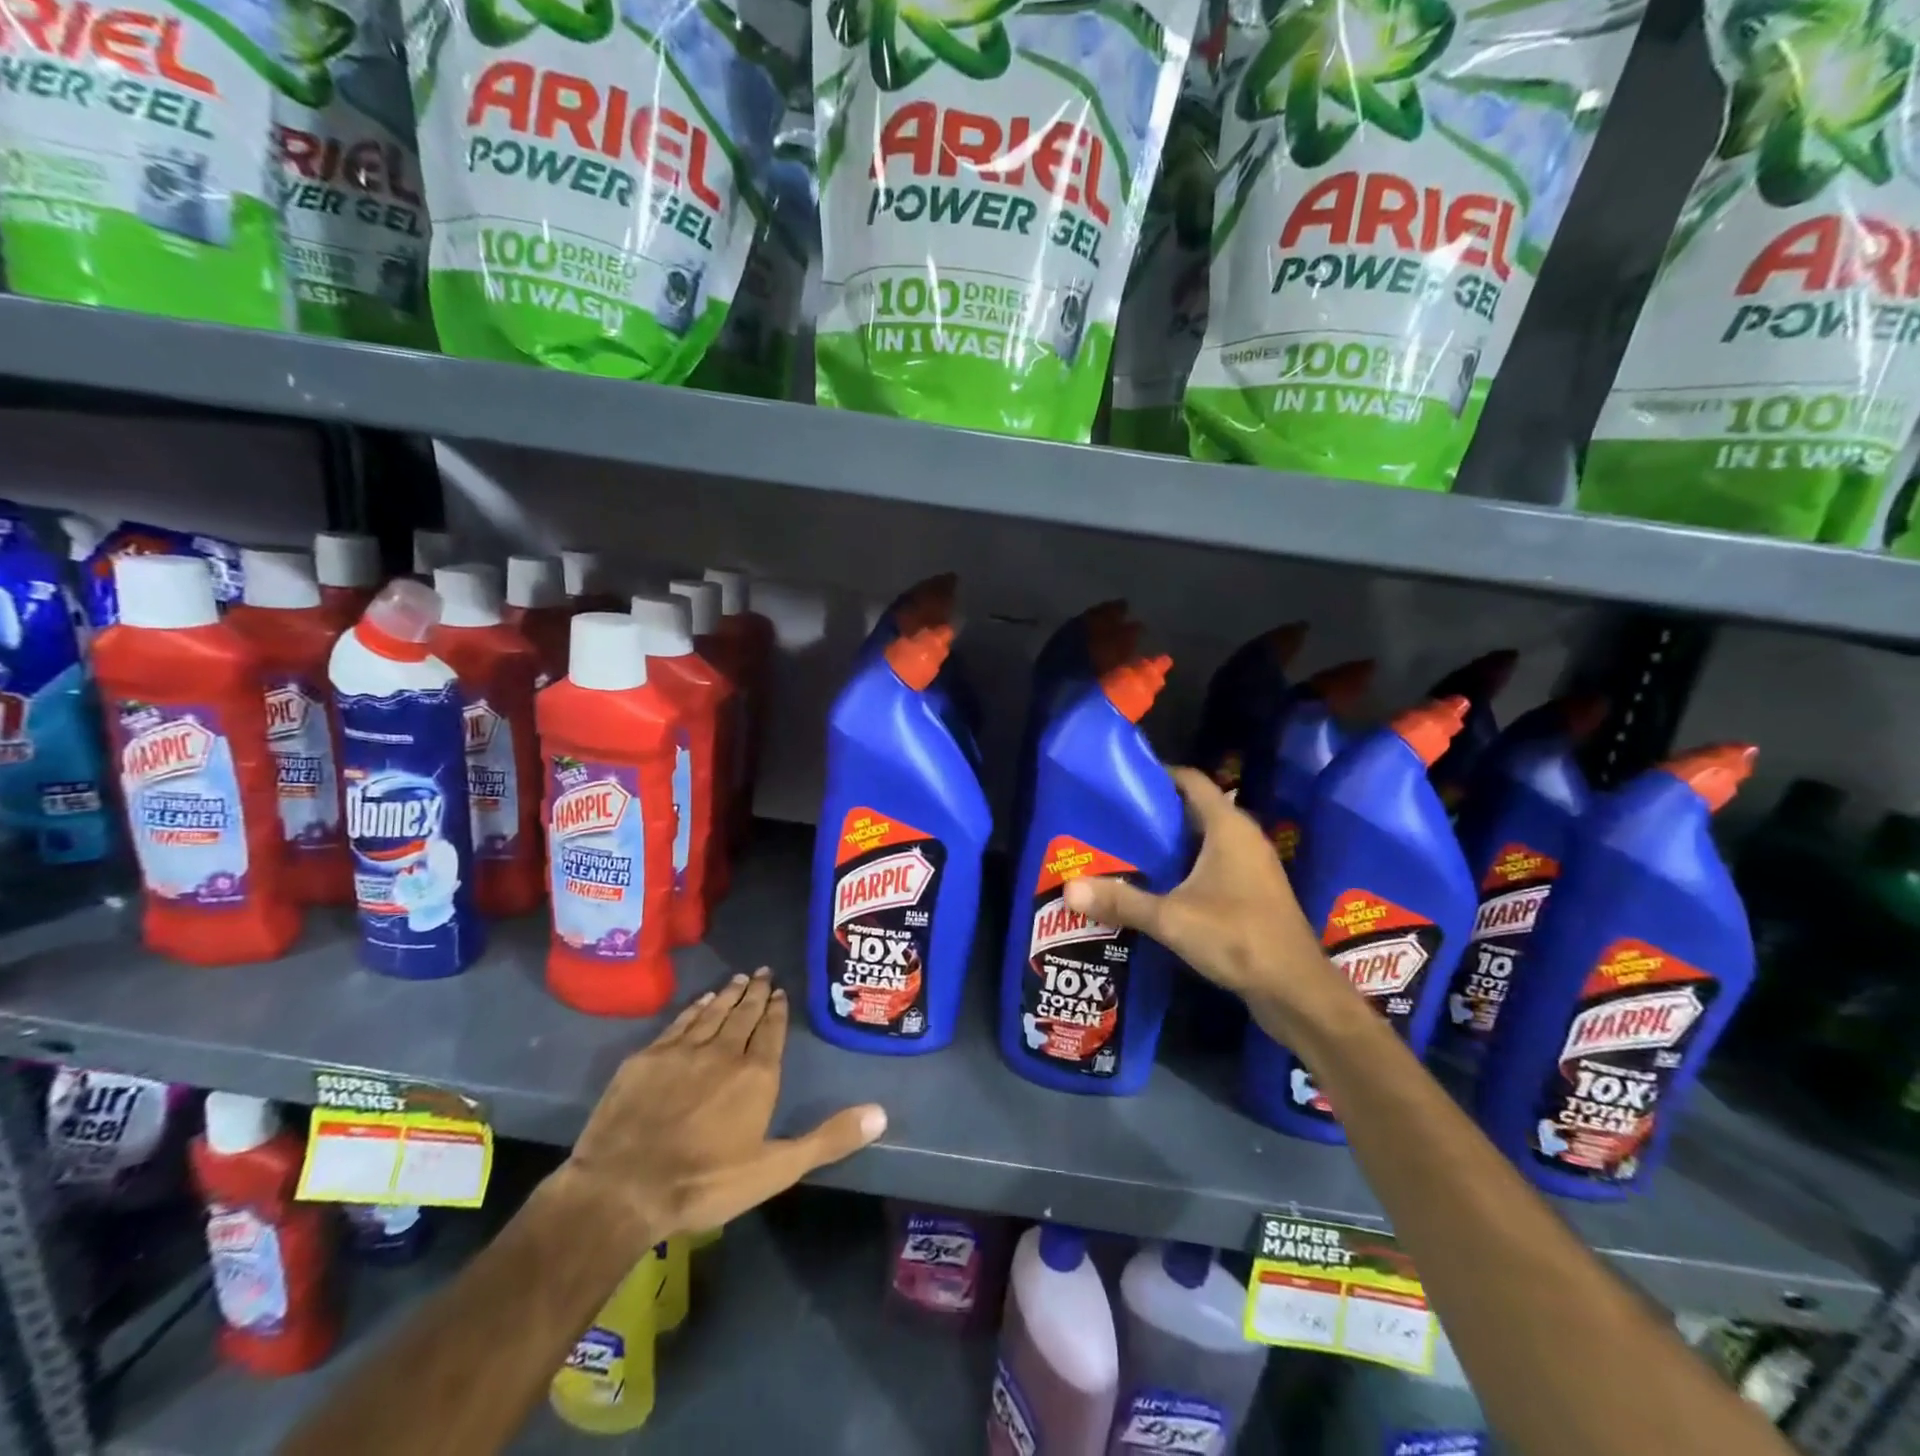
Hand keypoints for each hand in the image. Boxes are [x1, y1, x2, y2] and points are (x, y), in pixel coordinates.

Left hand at [555, 970, 885, 1248]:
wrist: (623, 1189)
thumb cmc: (706, 1183)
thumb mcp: (776, 1168)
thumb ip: (828, 1138)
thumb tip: (881, 1112)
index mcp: (756, 1075)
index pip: (772, 1031)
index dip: (777, 1010)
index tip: (780, 990)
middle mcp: (723, 1052)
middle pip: (744, 1014)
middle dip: (756, 993)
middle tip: (763, 972)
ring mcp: (682, 1051)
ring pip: (712, 1013)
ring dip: (728, 994)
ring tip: (739, 979)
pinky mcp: (647, 1057)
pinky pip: (679, 1022)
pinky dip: (695, 1008)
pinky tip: (701, 1002)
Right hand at [1062, 767, 1347, 1036]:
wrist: (1296, 990)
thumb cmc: (1238, 938)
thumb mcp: (1171, 919)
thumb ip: (1121, 901)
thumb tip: (1069, 889)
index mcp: (1228, 828)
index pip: (1191, 781)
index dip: (1158, 774)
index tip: (1122, 781)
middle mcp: (1244, 838)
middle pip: (1195, 809)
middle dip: (1156, 811)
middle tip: (1114, 818)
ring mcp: (1253, 866)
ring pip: (1205, 839)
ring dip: (1171, 842)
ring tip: (1127, 849)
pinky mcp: (1254, 892)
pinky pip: (1214, 864)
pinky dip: (1186, 866)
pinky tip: (1158, 885)